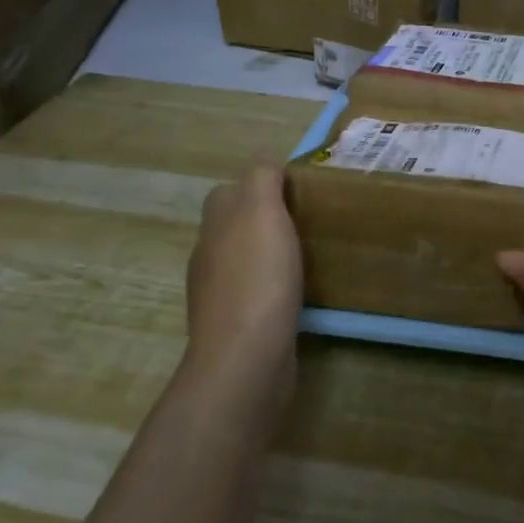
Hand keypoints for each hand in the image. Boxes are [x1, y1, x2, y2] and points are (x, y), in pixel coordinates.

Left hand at [181, 162, 302, 418]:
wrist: (246, 359)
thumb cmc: (258, 279)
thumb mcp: (261, 212)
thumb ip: (262, 179)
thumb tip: (267, 163)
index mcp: (215, 224)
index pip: (231, 191)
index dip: (262, 185)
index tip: (301, 191)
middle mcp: (210, 255)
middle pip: (237, 225)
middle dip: (269, 219)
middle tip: (312, 220)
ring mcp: (220, 293)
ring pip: (247, 259)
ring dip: (273, 254)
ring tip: (312, 253)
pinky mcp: (238, 324)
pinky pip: (259, 292)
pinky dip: (277, 286)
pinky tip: (301, 292)